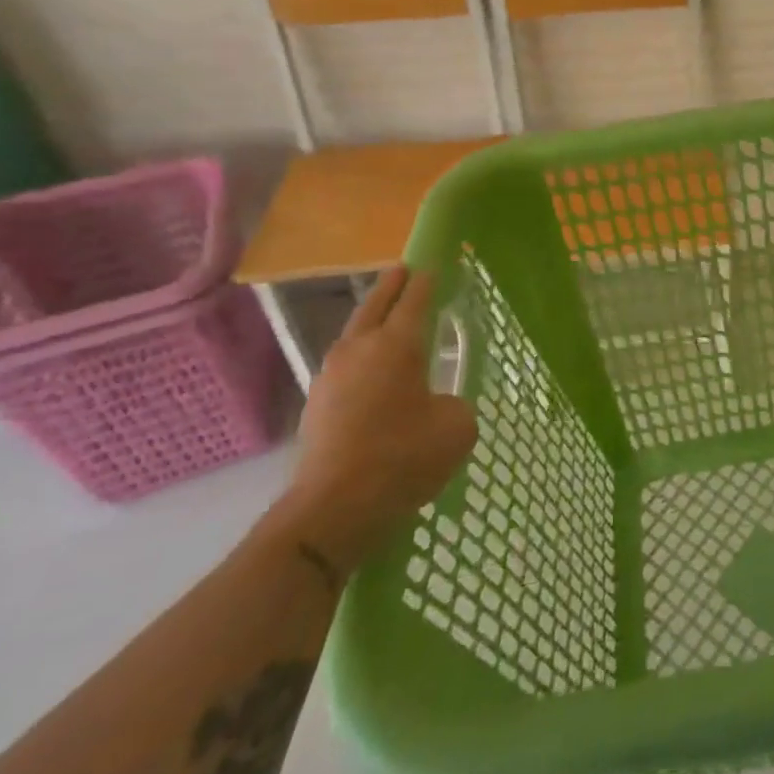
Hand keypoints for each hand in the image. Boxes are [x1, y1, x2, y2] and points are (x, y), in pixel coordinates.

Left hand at [273, 267, 477, 572]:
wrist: (334, 508)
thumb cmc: (404, 457)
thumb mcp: (456, 427)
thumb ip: (455, 404)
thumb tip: (438, 405)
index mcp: (397, 345)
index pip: (415, 301)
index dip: (427, 282)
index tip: (433, 265)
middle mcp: (360, 350)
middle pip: (376, 306)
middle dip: (392, 286)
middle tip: (403, 270)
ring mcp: (332, 376)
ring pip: (354, 334)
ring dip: (371, 320)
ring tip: (386, 318)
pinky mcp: (317, 405)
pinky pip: (345, 365)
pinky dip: (360, 356)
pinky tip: (370, 371)